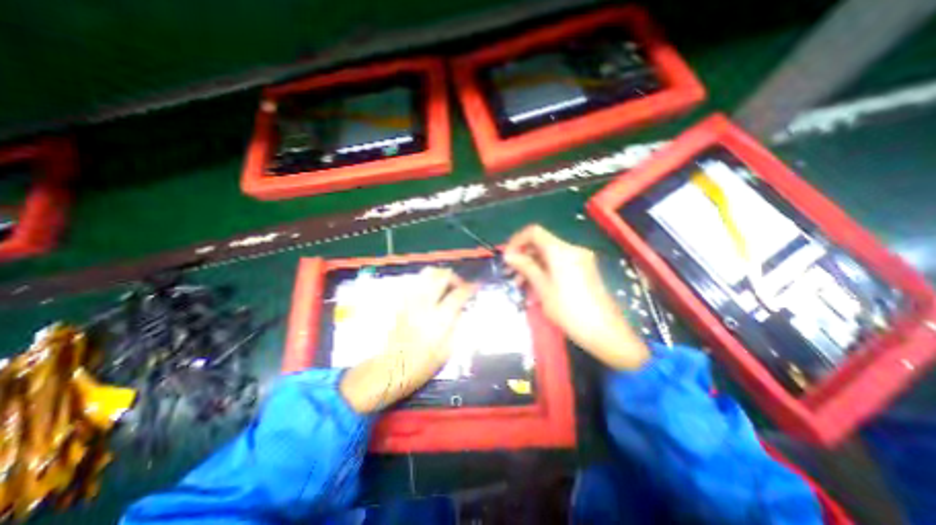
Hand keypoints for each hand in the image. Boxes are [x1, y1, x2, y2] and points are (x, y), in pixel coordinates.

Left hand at [338, 268, 475, 410]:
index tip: (476, 286)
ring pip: (426, 274)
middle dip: (454, 277)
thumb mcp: (446, 351)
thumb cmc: (420, 366)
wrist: (388, 369)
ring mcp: (410, 301)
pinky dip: (426, 282)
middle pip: (441, 276)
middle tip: (459, 286)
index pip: (458, 294)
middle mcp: (424, 304)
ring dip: (439, 276)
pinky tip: (429, 292)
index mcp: (439, 318)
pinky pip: (415, 282)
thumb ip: (455, 326)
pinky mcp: (401, 302)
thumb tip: (460, 310)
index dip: (470, 287)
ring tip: (445, 286)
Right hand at [504, 223, 651, 368]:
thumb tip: (508, 255)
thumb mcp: (542, 288)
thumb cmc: (569, 310)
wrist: (604, 331)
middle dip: (523, 255)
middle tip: (510, 273)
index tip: (507, 257)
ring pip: (549, 254)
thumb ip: (525, 267)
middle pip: (541, 243)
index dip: (517, 241)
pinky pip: (558, 263)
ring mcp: (580, 259)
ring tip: (520, 284)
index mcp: (561, 250)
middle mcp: (572, 249)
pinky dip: (545, 270)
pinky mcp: (583, 269)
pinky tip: (536, 286)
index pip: (534, 232)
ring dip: (532, 265)